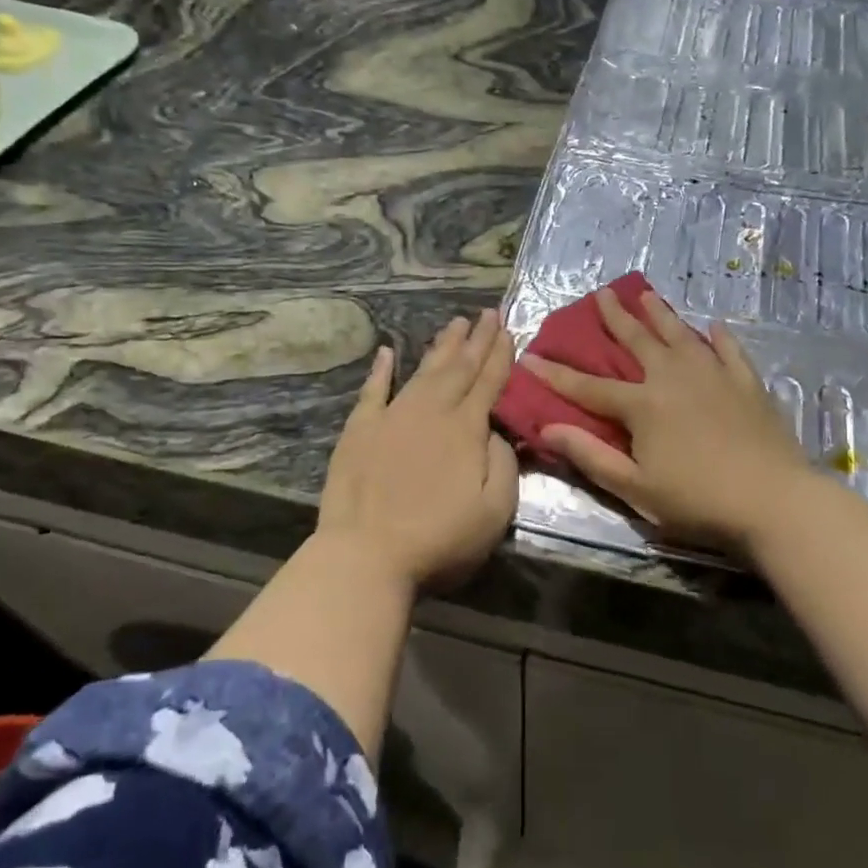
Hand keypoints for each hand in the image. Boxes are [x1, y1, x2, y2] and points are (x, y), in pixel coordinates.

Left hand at [317, 310, 519, 590]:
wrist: (366, 555)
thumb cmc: (439, 539)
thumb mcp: (495, 511)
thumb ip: (503, 464)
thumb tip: (494, 430)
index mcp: (466, 429)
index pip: (489, 383)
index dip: (500, 355)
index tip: (508, 329)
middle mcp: (431, 412)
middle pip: (458, 368)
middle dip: (476, 340)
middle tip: (487, 313)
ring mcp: (392, 417)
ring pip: (422, 371)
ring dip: (441, 347)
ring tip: (455, 323)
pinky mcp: (359, 431)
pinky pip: (373, 390)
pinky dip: (381, 370)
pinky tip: (386, 352)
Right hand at [524, 289, 810, 553]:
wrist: (773, 500)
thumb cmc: (697, 501)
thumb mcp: (635, 487)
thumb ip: (591, 456)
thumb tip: (548, 427)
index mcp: (643, 405)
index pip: (588, 386)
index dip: (556, 373)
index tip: (530, 355)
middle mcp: (674, 378)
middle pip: (637, 342)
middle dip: (615, 318)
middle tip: (601, 293)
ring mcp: (714, 375)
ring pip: (680, 335)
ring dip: (661, 314)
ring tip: (647, 294)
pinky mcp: (747, 383)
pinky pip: (729, 351)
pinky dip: (719, 337)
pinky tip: (714, 327)